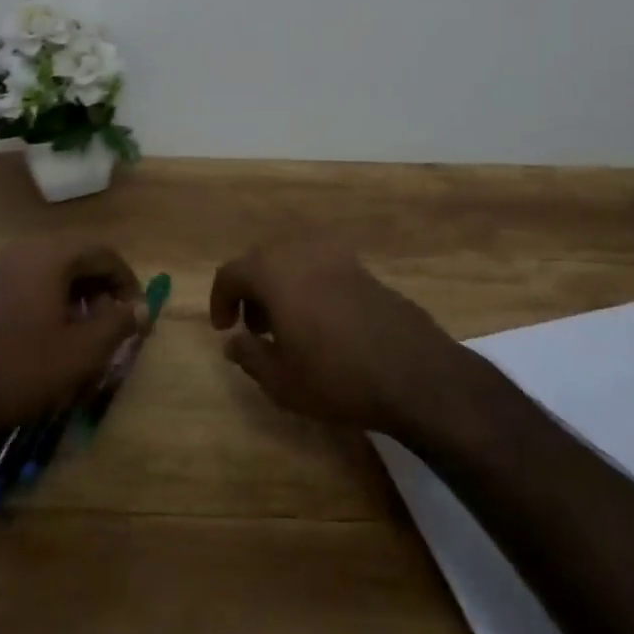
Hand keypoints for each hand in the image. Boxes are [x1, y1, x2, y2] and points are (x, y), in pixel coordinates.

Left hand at [0, 237, 147, 443]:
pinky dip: (57, 304)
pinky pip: (37, 285)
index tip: (138, 317)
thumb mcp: (81, 351)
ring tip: (92, 336)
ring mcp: (4, 270)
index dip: (128, 283)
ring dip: (83, 299)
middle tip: (118, 326)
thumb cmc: (19, 370)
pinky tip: (58, 339)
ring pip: (59, 274)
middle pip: (81, 260)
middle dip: (105, 291)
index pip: (104, 254)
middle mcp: (26, 251)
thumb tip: (140, 308)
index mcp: (50, 255)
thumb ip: (118, 323)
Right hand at [210, 240, 460, 434]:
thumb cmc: (336, 376)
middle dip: (252, 290)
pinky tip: (321, 323)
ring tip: (287, 327)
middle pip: (263, 259)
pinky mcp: (364, 269)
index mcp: (275, 272)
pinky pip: (322, 268)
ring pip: (295, 261)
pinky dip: (310, 286)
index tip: (224, 329)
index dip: (221, 298)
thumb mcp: (281, 380)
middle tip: (254, 328)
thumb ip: (250, 356)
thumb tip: (233, 342)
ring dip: (282, 286)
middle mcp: (303, 253)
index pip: (232, 272)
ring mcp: (338, 257)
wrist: (413, 371)